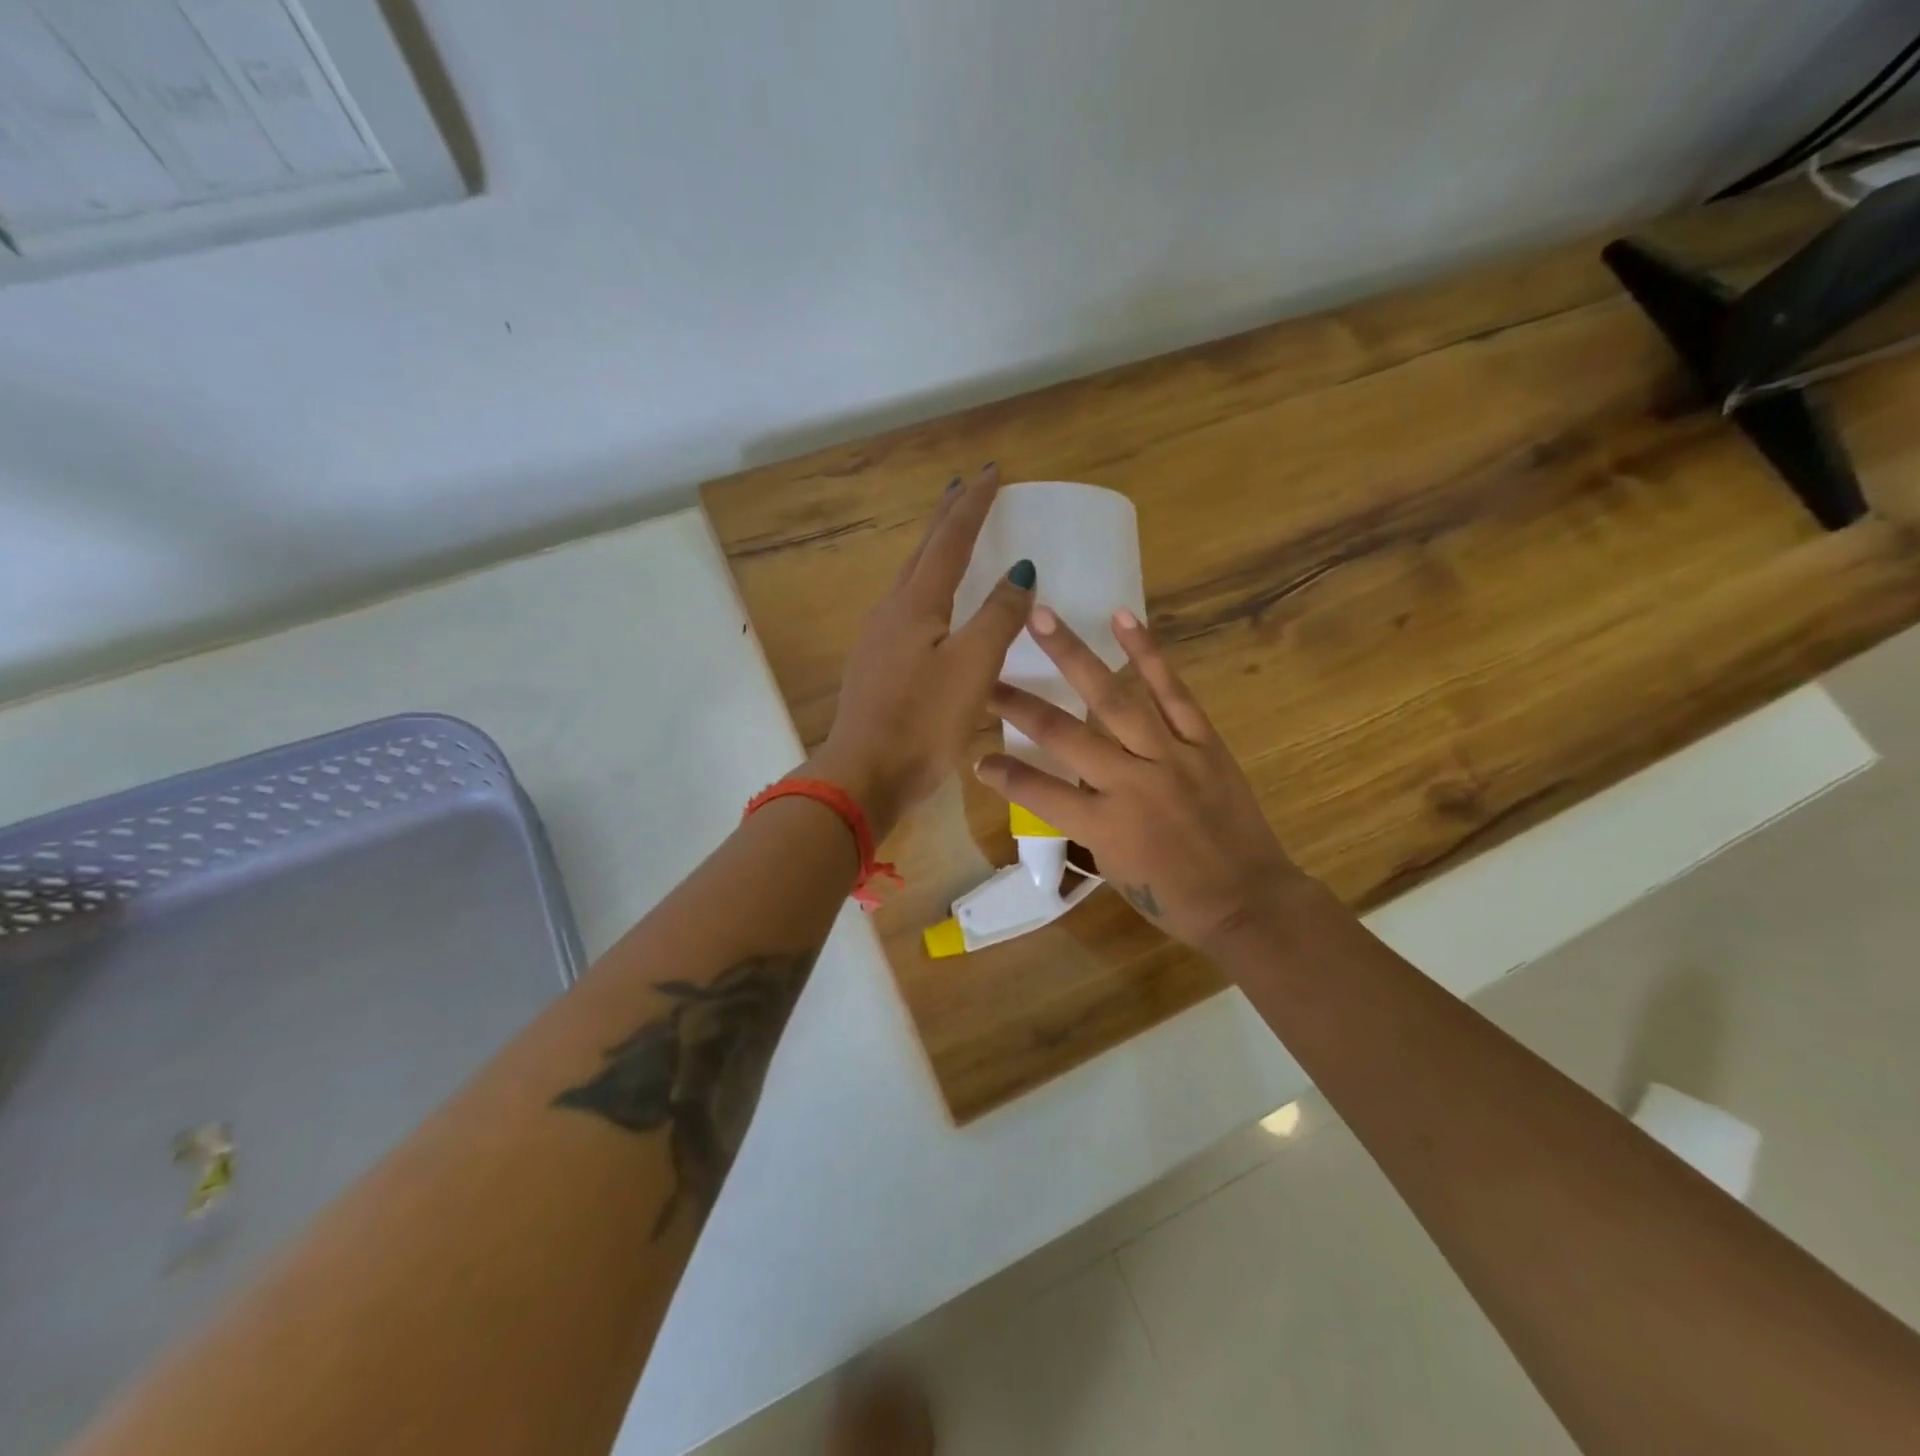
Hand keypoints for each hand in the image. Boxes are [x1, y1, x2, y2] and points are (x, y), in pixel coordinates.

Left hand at [810, 463, 1035, 836]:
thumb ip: (998, 617)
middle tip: (966, 488)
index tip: (991, 471)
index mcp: (916, 603)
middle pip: (923, 551)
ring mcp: (878, 639)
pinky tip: (934, 607)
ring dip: (934, 551)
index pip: (950, 539)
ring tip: (953, 538)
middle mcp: (892, 611)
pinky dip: (928, 589)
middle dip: (947, 517)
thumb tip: (1020, 569)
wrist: (864, 774)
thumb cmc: (923, 721)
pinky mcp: (877, 665)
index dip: (972, 504)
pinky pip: (907, 610)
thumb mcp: (973, 667)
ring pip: (911, 579)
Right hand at [974, 605, 1311, 954]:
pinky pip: (1173, 692)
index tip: (977, 757)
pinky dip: (1147, 655)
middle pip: (1065, 734)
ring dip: (1075, 655)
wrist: (1248, 901)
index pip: (1038, 792)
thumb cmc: (1173, 899)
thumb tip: (1069, 781)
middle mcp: (1130, 783)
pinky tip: (1123, 619)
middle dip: (1020, 703)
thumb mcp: (1114, 867)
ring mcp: (1170, 757)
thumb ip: (1086, 820)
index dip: (1004, 774)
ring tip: (1043, 618)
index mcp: (1103, 825)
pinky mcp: (1203, 742)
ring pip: (1115, 698)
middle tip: (988, 670)